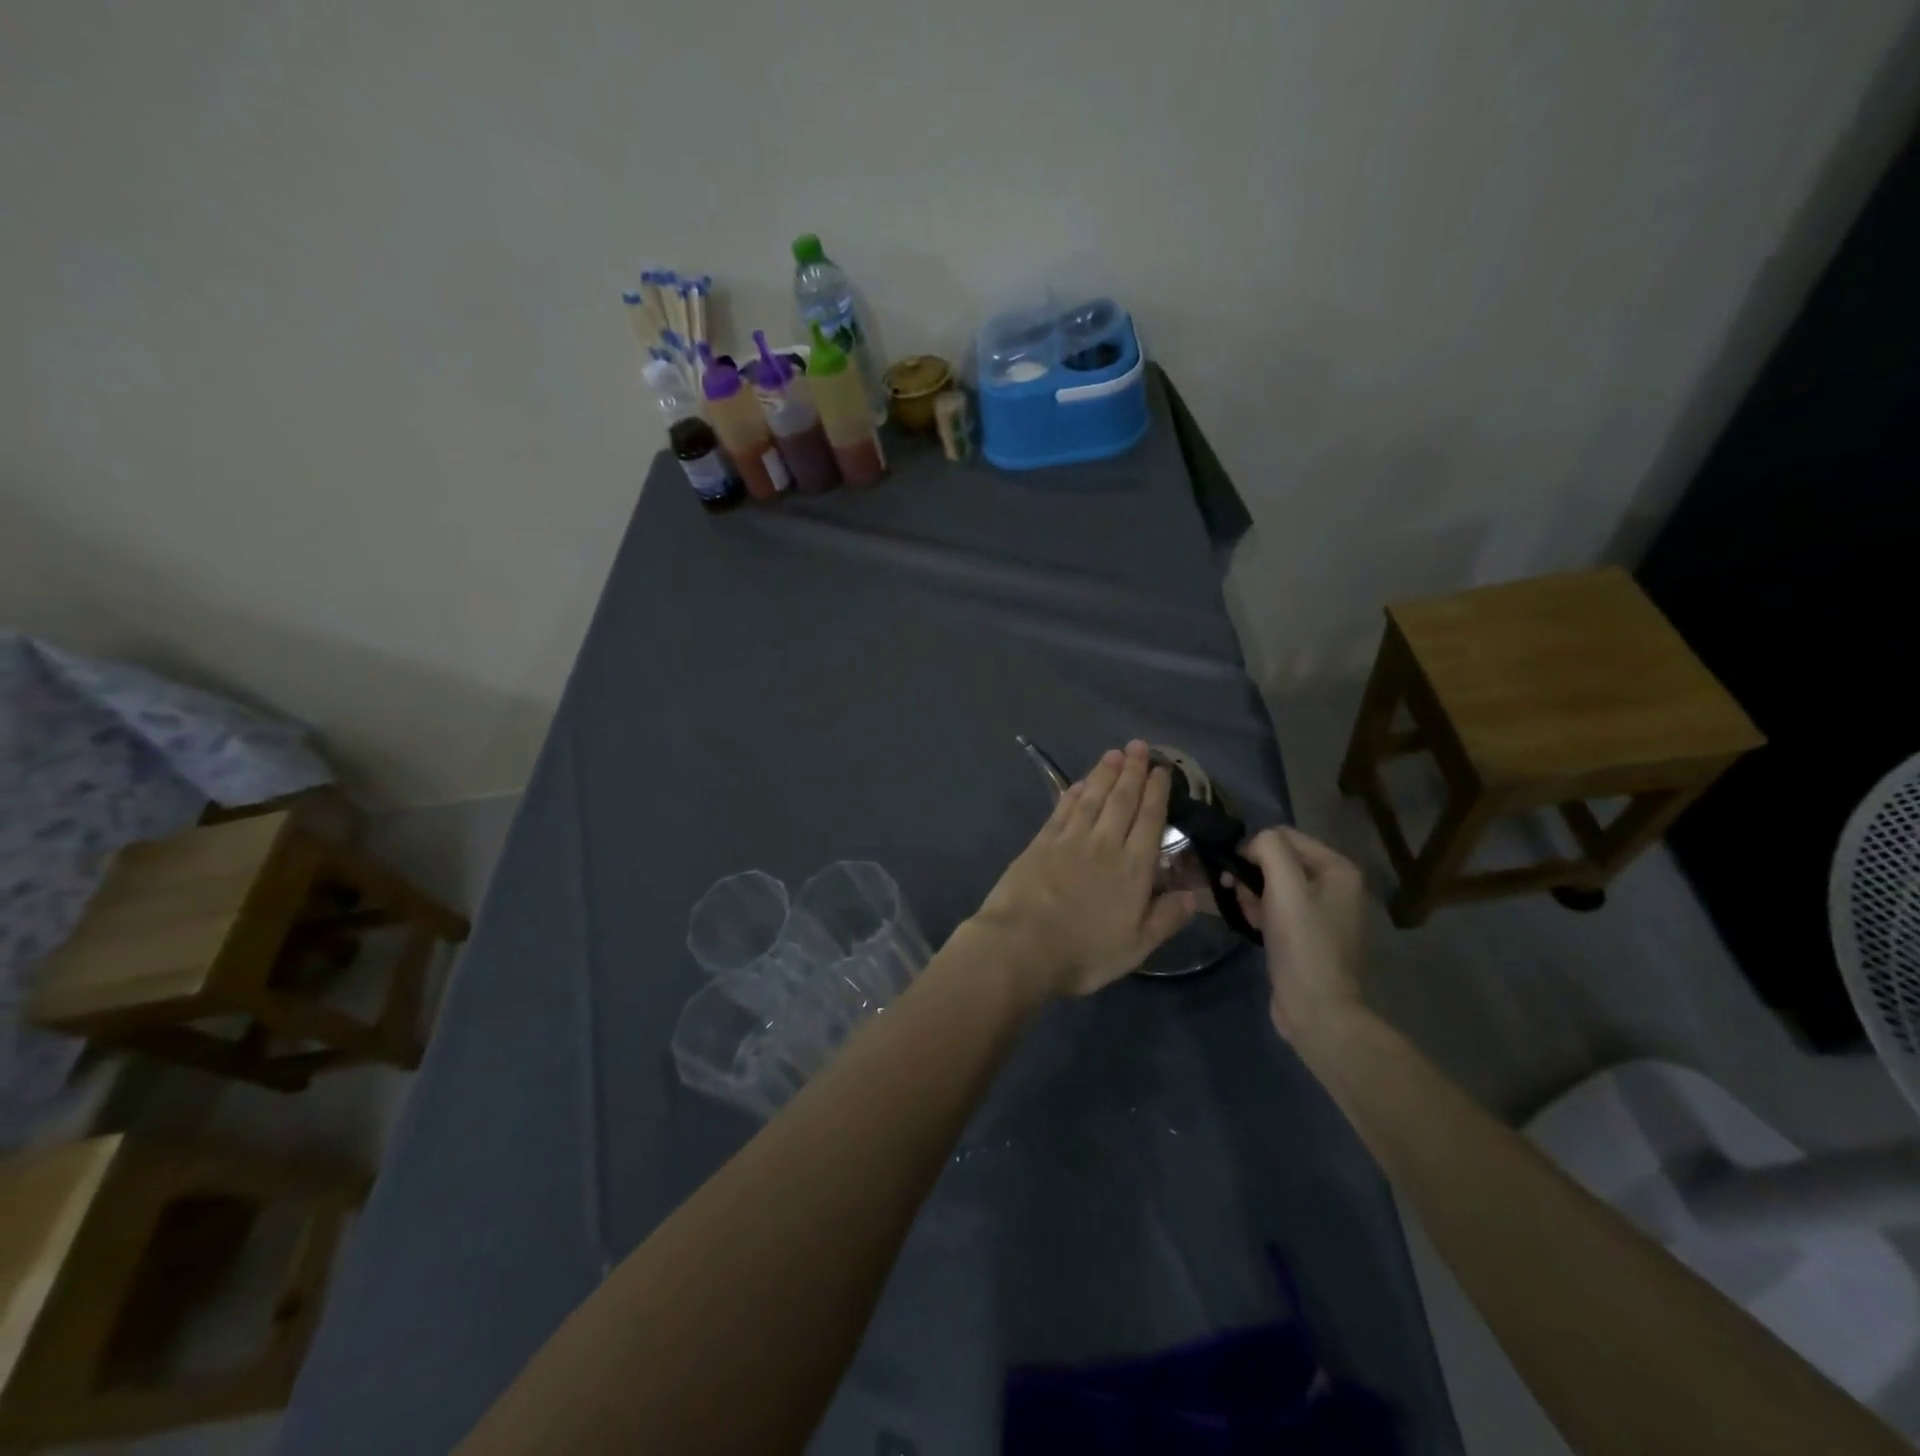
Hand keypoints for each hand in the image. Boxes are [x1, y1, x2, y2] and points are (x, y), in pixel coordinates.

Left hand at [970, 740, 1195, 998]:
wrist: (1021, 946)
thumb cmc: (1083, 953)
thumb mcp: (1135, 947)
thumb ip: (1165, 919)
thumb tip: (1193, 895)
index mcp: (1133, 869)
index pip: (1149, 821)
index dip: (1157, 793)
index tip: (1162, 770)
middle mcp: (1104, 845)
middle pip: (1121, 801)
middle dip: (1133, 772)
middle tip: (1139, 746)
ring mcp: (1069, 840)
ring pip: (1092, 798)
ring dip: (1104, 774)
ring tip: (1114, 754)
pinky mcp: (1040, 843)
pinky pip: (1062, 810)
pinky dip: (1072, 793)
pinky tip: (1078, 783)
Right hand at [1222, 827, 1365, 1042]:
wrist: (1316, 1008)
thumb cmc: (1303, 943)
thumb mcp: (1285, 886)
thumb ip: (1269, 849)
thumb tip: (1251, 844)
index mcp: (1338, 869)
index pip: (1284, 835)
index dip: (1254, 847)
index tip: (1233, 870)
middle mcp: (1334, 885)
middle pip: (1278, 860)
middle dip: (1252, 872)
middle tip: (1235, 892)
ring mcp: (1321, 911)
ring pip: (1272, 884)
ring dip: (1251, 892)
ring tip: (1244, 911)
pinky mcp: (1306, 934)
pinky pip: (1276, 908)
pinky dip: (1259, 911)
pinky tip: (1251, 925)